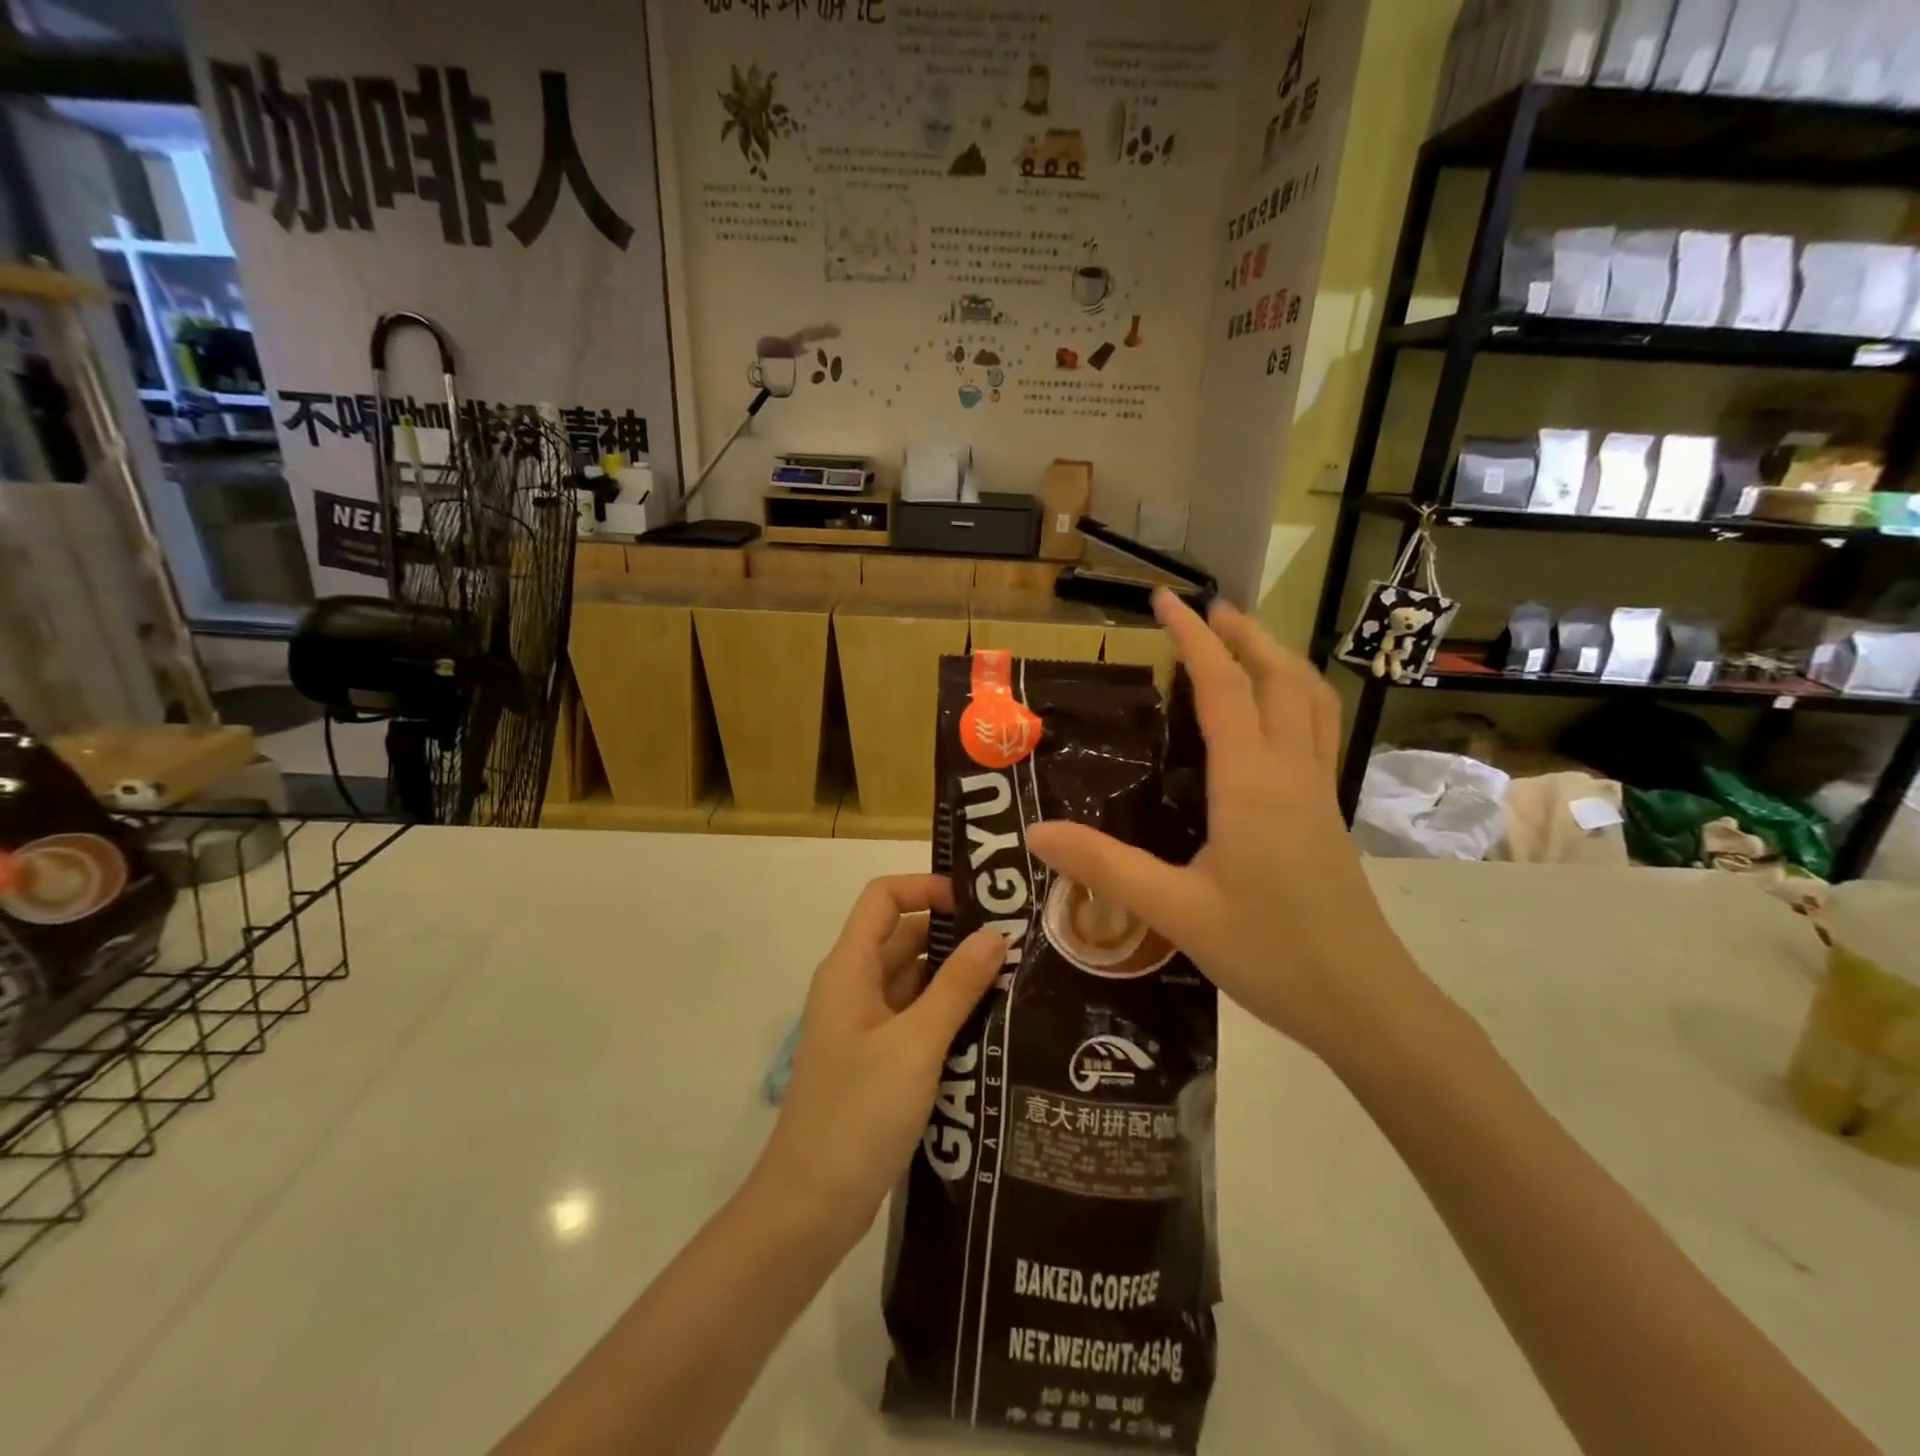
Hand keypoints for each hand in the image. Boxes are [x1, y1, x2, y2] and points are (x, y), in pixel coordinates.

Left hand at [756, 875, 1003, 1245]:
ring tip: (1014, 978)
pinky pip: (914, 1016)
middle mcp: (854, 986)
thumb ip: (956, 987)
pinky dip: (946, 1012)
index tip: (976, 902)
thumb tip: (995, 934)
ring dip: (954, 976)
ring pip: (913, 979)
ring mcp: (864, 1025)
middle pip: (903, 936)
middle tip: (1013, 941)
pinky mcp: (876, 1059)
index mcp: (850, 968)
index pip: (883, 898)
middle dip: (953, 934)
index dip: (925, 887)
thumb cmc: (858, 1112)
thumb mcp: (915, 1044)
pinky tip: (990, 1023)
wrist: (810, 1205)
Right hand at [1025, 591, 1424, 1064]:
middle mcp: (1289, 771)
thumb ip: (1105, 866)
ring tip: (1243, 644)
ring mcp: (1317, 790)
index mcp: (1251, 782)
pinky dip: (1293, 697)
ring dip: (1277, 659)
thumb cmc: (1270, 953)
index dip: (1193, 637)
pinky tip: (1270, 718)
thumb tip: (1037, 832)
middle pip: (1279, 676)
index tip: (1166, 599)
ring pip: (1309, 699)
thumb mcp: (1174, 912)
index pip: (1222, 687)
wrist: (1364, 1003)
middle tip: (1206, 609)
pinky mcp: (1327, 813)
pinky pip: (1315, 730)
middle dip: (1244, 633)